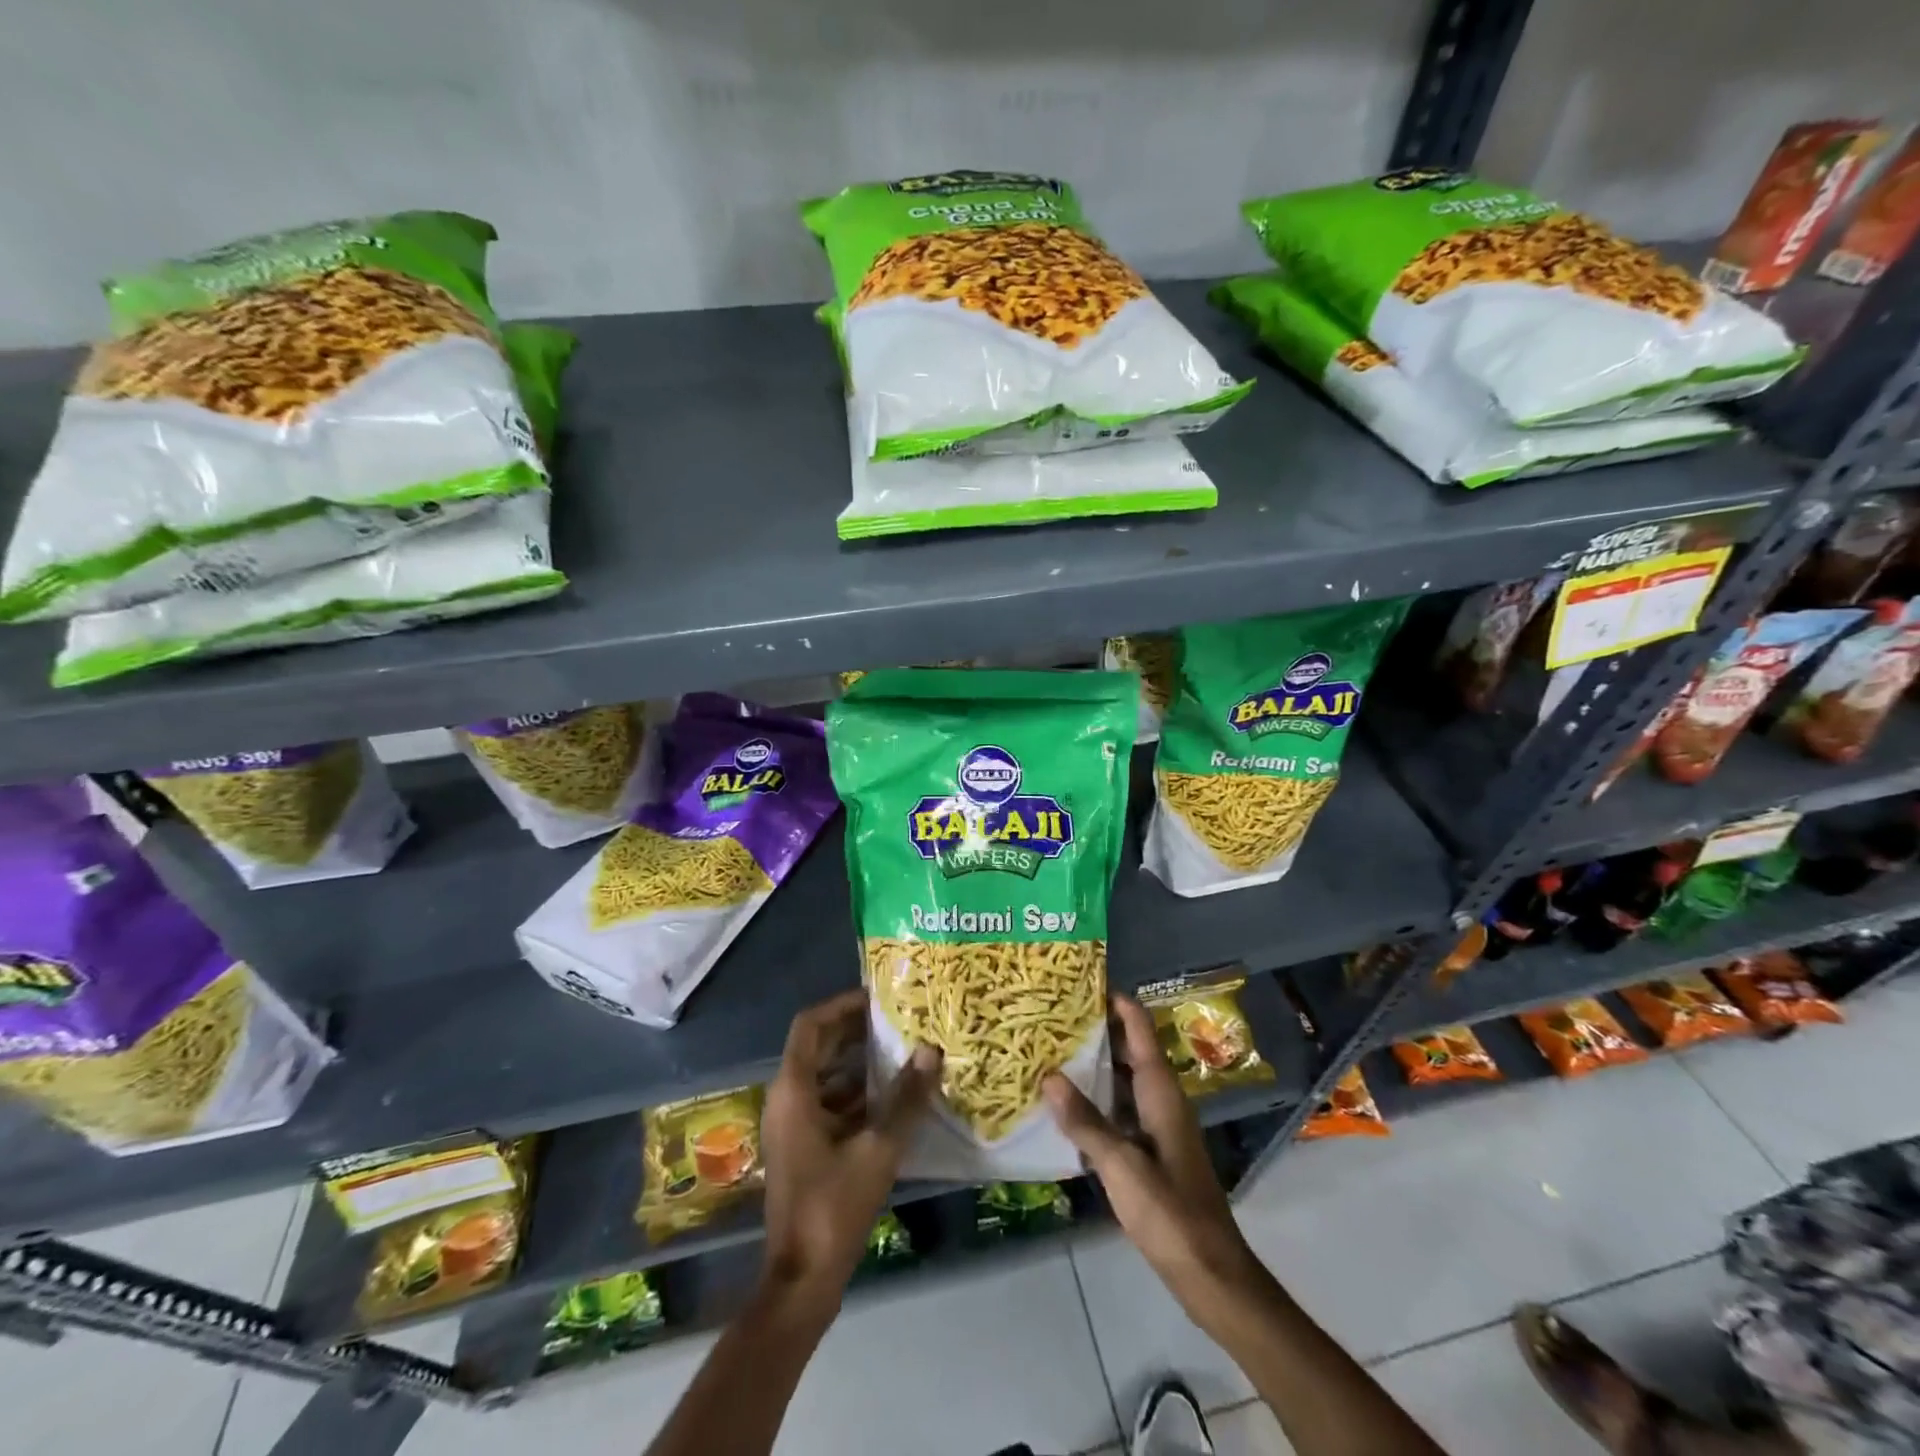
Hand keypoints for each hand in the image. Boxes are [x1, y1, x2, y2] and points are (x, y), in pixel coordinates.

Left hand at [760, 989, 940, 1309]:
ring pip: (826, 1078)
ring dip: (860, 1064)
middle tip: (898, 1020)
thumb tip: (931, 1051)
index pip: (811, 1025)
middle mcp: (787, 1101)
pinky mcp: (804, 1149)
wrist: (801, 1282)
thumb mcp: (878, 1150)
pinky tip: (894, 1100)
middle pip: (818, 1048)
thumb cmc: (833, 1208)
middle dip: (856, 1032)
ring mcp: (793, 1127)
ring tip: (903, 1053)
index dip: (842, 1005)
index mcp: (793, 1091)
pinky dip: (858, 1096)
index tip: (877, 997)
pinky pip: (829, 1105)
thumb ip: (906, 1099)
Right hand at [1044, 995, 1258, 1310]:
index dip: (1115, 1001)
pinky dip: (1097, 1101)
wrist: (1210, 1272)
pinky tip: (1066, 1107)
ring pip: (1124, 1080)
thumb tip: (1049, 1076)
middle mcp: (1162, 1099)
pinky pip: (1121, 1110)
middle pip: (1130, 1049)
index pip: (1140, 1027)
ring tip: (1051, 1052)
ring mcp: (1158, 1126)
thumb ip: (1085, 1121)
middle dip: (1096, 1030)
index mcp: (1161, 1091)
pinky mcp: (1152, 1151)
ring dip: (1094, 1066)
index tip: (1079, 982)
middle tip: (1052, 1017)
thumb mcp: (1121, 1165)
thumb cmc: (1169, 1211)